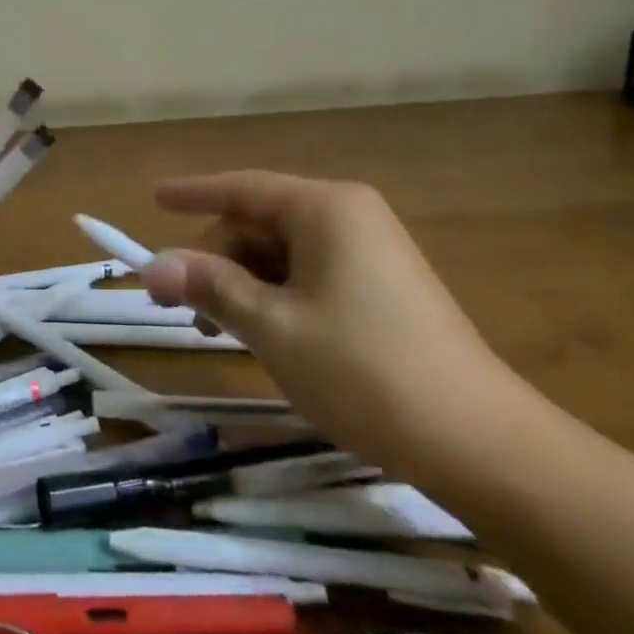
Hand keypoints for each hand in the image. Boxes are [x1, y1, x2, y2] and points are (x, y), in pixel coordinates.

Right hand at [141, 171, 523, 484]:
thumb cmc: (364, 370)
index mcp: (325, 209)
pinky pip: (310, 274)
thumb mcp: (272, 327)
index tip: (153, 198)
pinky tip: (264, 335)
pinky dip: (276, 297)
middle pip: (259, 223)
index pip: (241, 188)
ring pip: (282, 253)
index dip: (192, 194)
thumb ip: (209, 287)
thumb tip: (151, 267)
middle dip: (216, 259)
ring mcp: (370, 252)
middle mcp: (348, 217)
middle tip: (184, 309)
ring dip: (243, 284)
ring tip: (220, 331)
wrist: (482, 445)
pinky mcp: (383, 288)